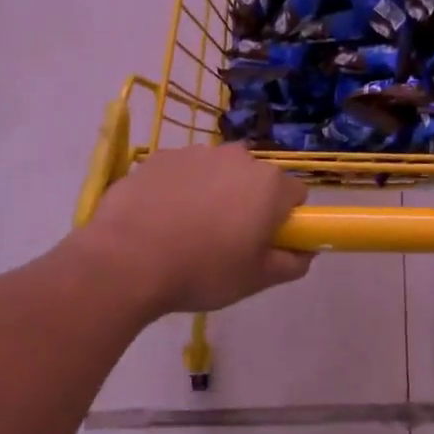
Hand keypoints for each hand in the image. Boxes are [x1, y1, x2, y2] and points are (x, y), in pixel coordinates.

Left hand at [73, 144, 314, 317]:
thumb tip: (307, 251)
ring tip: (187, 232)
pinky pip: (182, 173)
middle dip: (248, 203)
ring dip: (213, 194)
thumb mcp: (258, 280)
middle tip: (226, 241)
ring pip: (217, 173)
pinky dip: (179, 191)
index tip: (264, 243)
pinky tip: (161, 220)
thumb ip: (293, 263)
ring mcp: (195, 153)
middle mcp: (237, 157)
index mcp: (269, 185)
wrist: (126, 260)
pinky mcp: (158, 158)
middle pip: (255, 179)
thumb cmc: (203, 271)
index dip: (285, 221)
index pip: (295, 195)